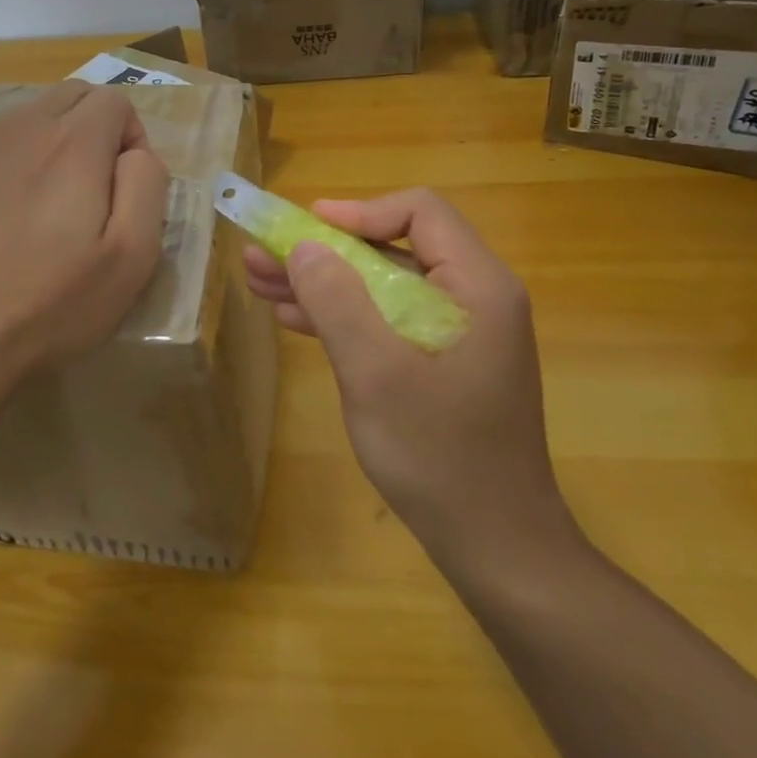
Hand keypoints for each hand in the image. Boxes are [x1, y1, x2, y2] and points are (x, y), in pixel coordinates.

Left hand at [0, 82, 167, 433]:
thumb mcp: (130, 258)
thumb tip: (135, 154)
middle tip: (92, 192)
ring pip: (29, 116)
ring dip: (52, 144)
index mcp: (71, 143)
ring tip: (44, 209)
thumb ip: (147, 186)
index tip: (123, 190)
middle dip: (95, 128)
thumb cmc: (47, 306)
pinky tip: (1, 218)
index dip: (133, 138)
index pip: (115, 100)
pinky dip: (12, 162)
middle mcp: (20, 126)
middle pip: (72, 95)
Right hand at [243, 189, 578, 573]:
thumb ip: (338, 302)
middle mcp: (473, 298)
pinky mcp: (441, 362)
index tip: (307, 229)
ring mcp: (457, 332)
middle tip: (264, 255)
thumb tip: (306, 245)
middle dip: (325, 251)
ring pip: (383, 285)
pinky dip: (342, 316)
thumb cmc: (440, 455)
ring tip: (261, 281)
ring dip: (324, 283)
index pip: (420, 212)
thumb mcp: (376, 374)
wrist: (496, 546)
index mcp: (477, 286)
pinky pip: (387, 320)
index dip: (359, 211)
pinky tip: (295, 317)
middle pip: (393, 248)